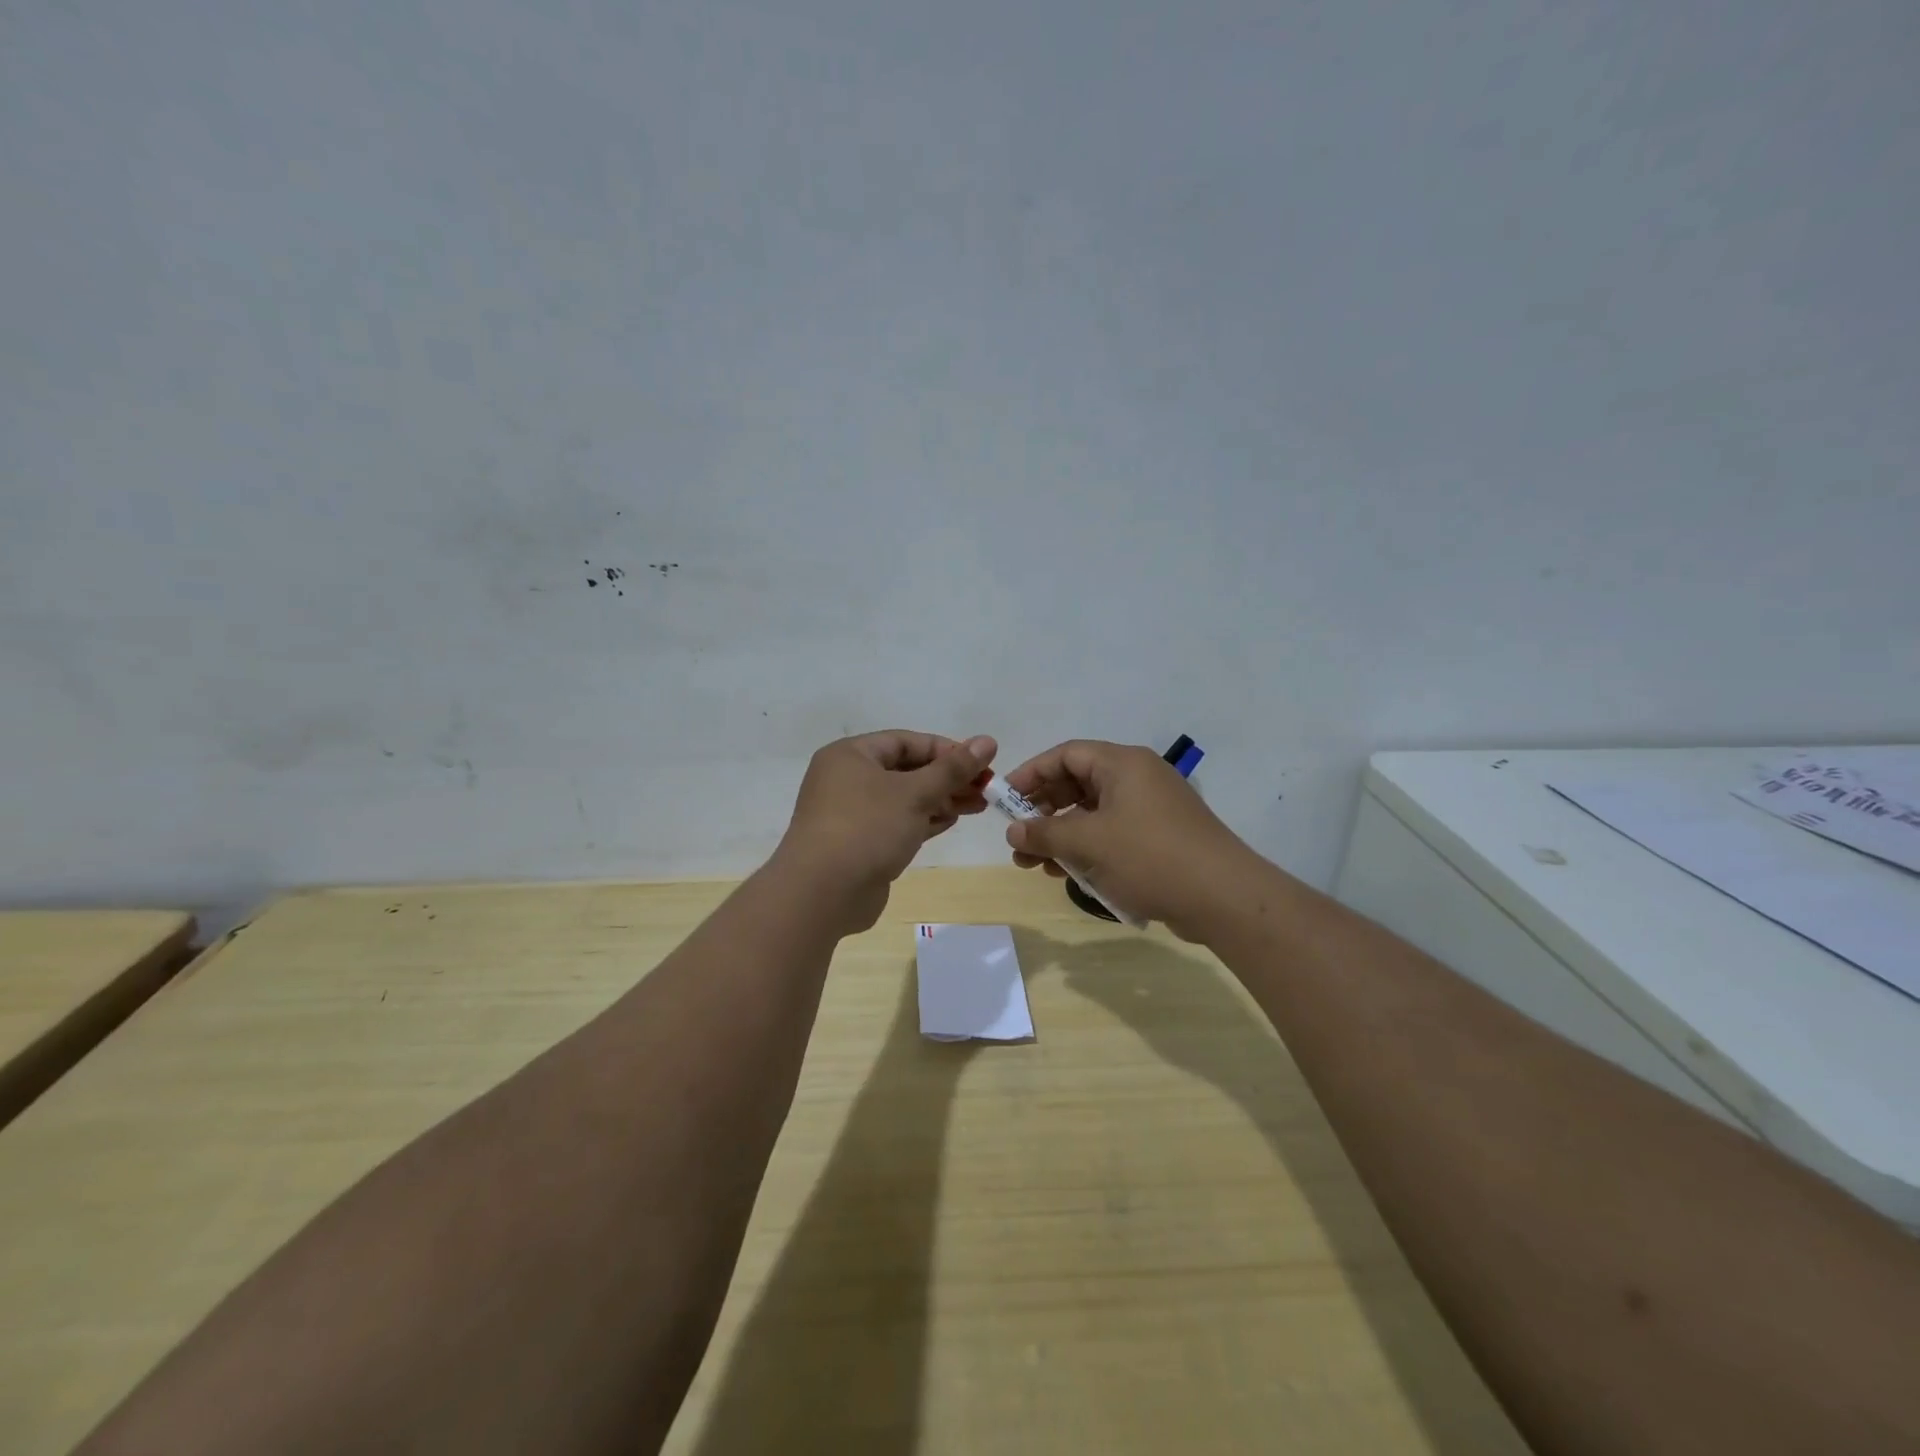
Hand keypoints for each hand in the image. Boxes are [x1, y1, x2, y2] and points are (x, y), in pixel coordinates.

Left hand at [773, 730, 996, 933]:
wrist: (822, 893)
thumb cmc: (867, 828)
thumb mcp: (915, 793)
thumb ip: (953, 768)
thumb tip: (987, 741)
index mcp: (851, 755)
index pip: (906, 741)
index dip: (946, 750)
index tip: (981, 763)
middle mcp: (847, 779)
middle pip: (906, 769)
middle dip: (947, 778)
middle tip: (986, 788)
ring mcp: (851, 814)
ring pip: (903, 798)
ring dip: (940, 800)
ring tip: (978, 805)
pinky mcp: (859, 844)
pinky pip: (897, 823)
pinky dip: (924, 820)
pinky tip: (952, 821)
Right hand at [1002, 740, 1257, 939]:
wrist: (1223, 897)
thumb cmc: (1149, 857)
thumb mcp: (1088, 843)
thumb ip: (1045, 833)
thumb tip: (1013, 832)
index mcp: (1122, 764)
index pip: (1065, 755)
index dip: (1030, 774)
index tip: (1004, 800)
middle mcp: (1138, 778)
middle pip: (1077, 783)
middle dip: (1043, 812)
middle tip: (1018, 839)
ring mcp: (1151, 808)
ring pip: (1093, 813)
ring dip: (1061, 835)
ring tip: (1034, 864)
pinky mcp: (1160, 837)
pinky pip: (1112, 833)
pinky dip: (1087, 848)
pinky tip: (1067, 873)